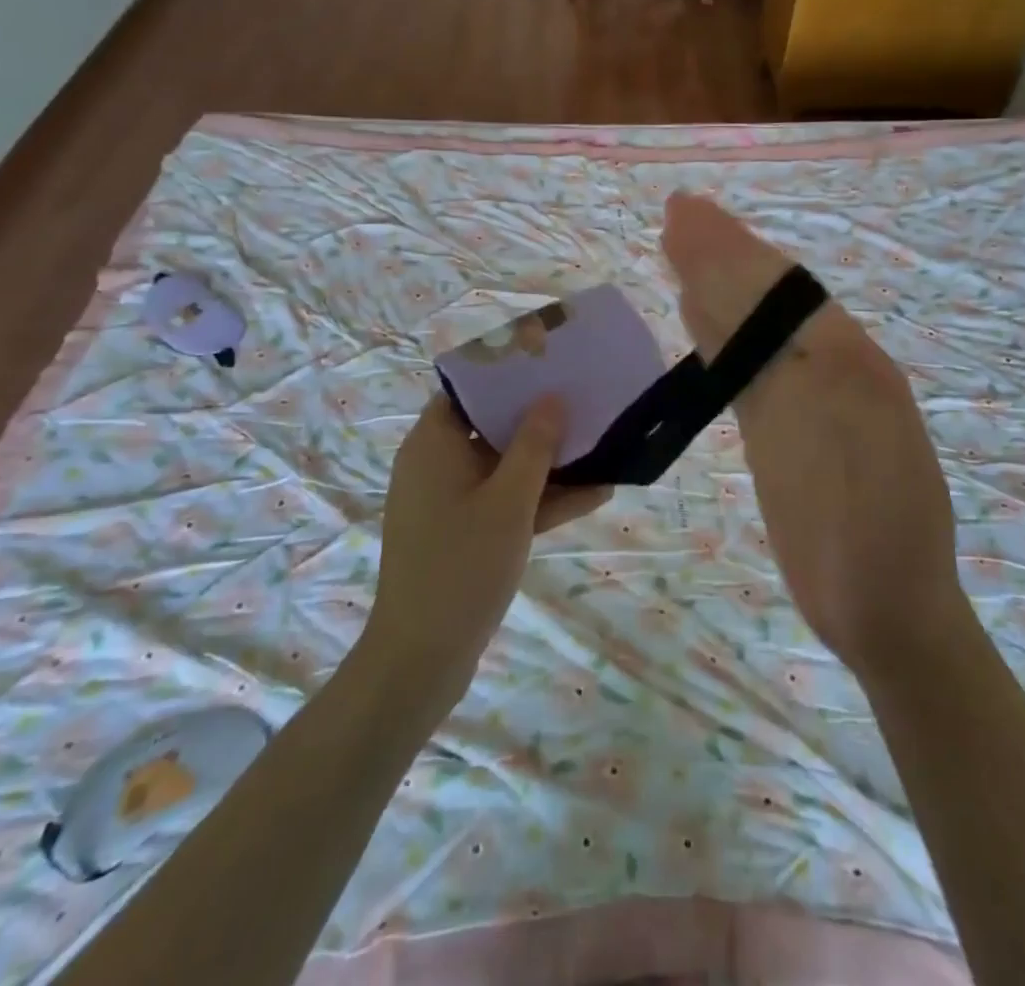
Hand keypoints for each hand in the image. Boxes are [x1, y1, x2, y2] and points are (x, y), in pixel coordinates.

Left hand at [363, 395, 610, 697]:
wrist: (422, 658)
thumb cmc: (462, 565)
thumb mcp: (509, 500)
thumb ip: (534, 445)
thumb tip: (552, 397)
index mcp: (433, 444)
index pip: (467, 390)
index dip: (506, 375)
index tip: (548, 366)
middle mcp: (437, 465)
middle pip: (490, 426)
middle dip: (539, 418)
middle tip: (584, 400)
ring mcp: (451, 502)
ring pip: (503, 467)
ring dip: (548, 463)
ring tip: (602, 446)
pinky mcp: (465, 533)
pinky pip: (505, 502)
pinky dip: (540, 500)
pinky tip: (596, 494)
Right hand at [662, 193, 977, 680]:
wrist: (889, 610)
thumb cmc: (869, 538)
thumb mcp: (845, 450)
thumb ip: (790, 374)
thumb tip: (731, 309)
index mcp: (852, 362)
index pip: (781, 292)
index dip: (733, 251)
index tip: (688, 214)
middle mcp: (832, 367)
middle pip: (766, 299)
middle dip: (722, 253)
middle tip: (678, 212)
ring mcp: (807, 399)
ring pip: (754, 329)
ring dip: (717, 285)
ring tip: (680, 245)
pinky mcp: (784, 431)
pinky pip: (745, 371)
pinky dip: (718, 337)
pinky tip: (695, 315)